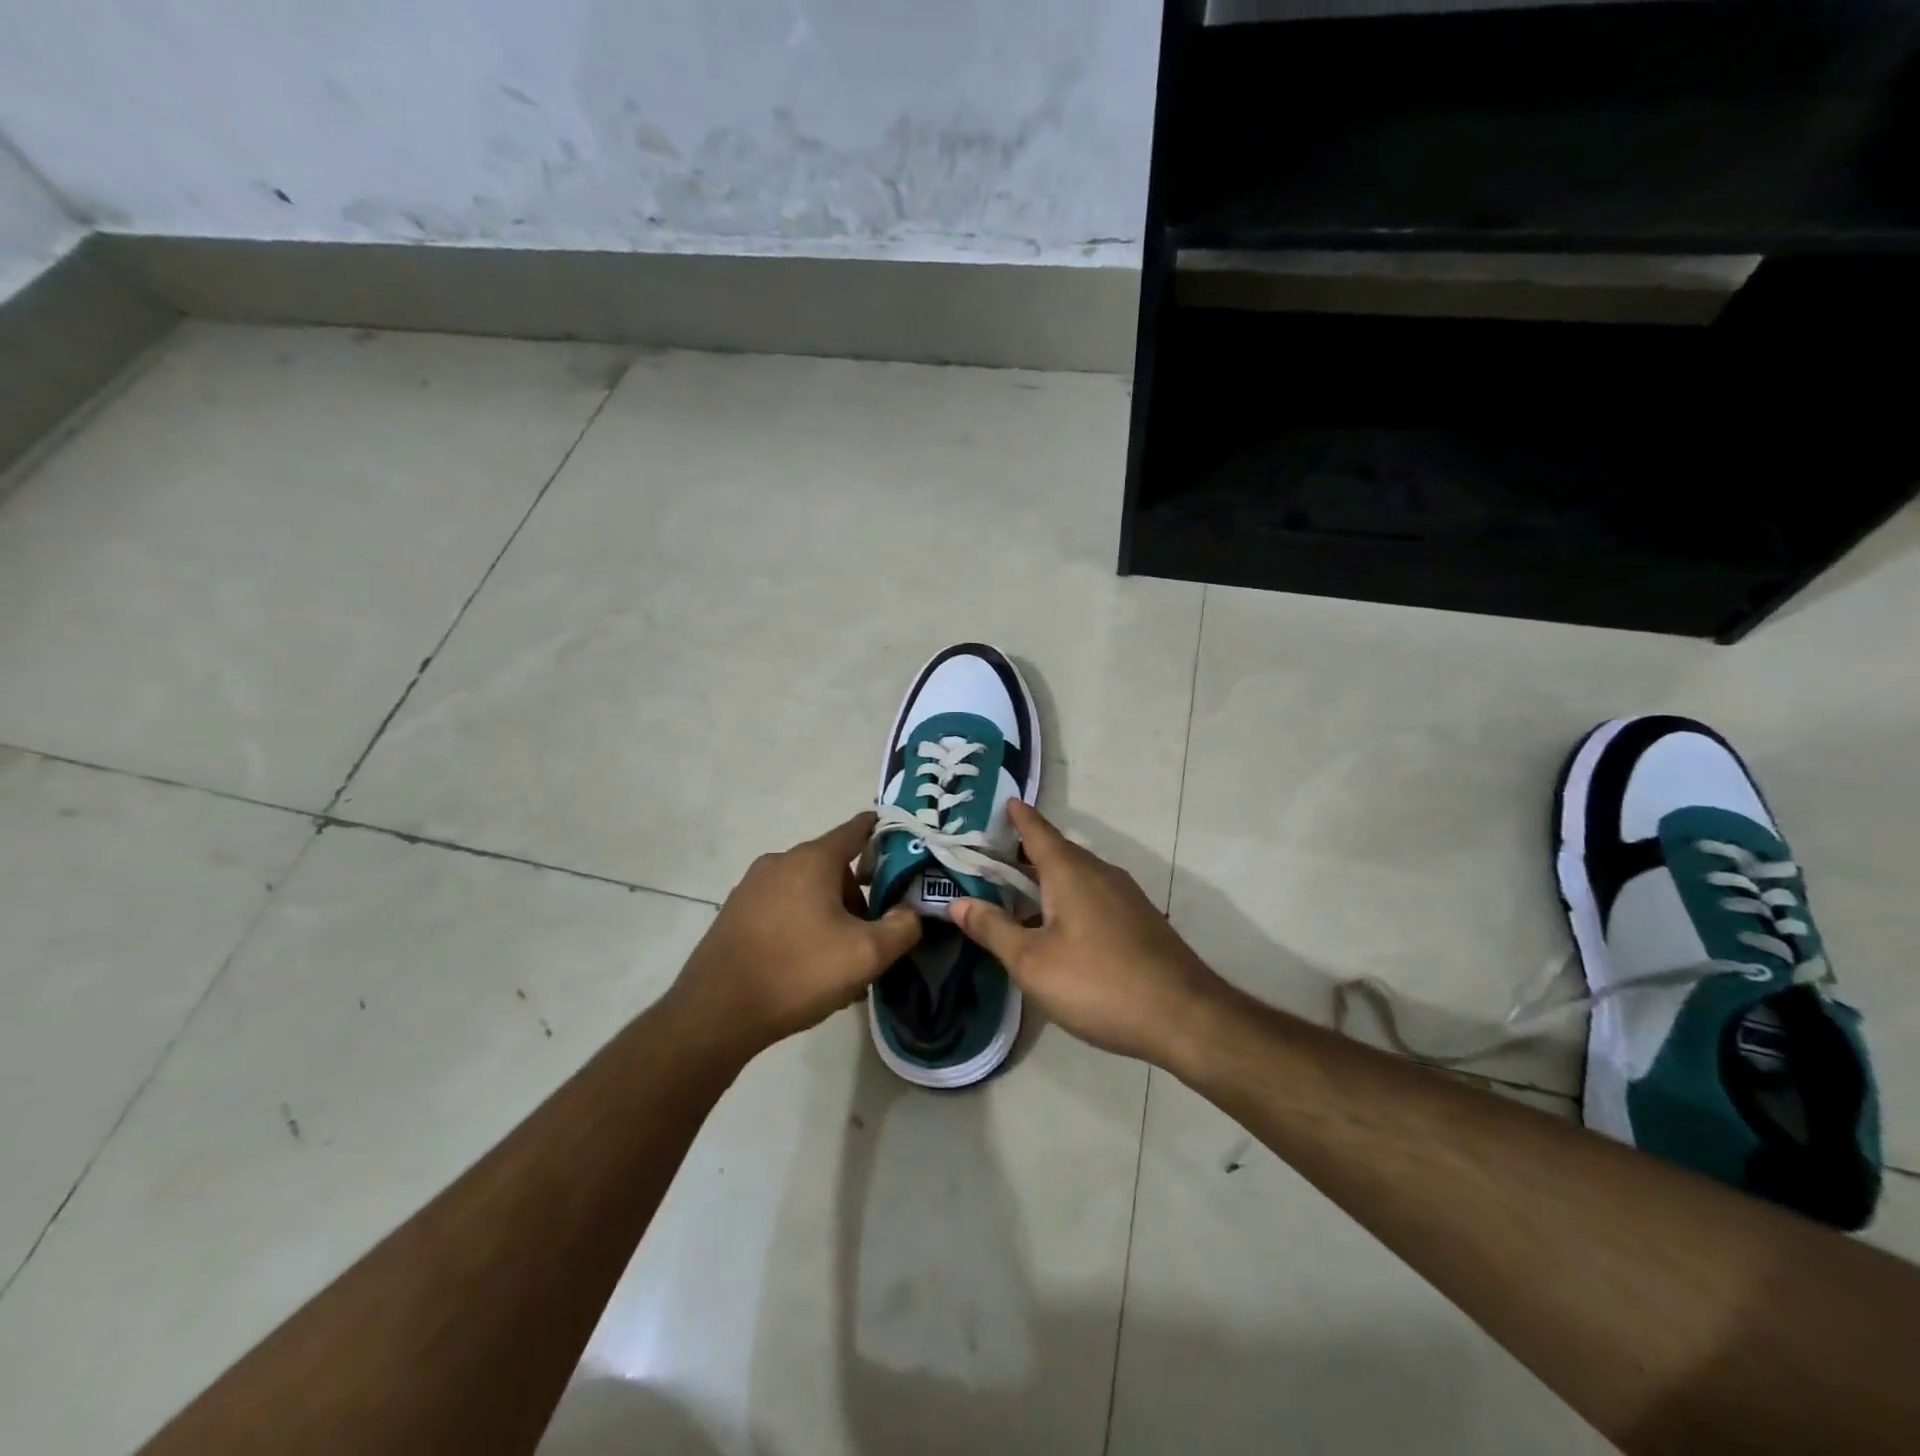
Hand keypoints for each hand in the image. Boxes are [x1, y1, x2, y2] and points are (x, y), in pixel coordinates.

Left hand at [667, 812, 920, 1059]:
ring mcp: (751, 887)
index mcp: (812, 860)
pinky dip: (801, 927)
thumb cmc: (798, 972)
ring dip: (829, 918)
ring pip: (807, 892)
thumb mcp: (866, 954)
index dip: (883, 833)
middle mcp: (780, 862)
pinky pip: (782, 910)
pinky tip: (806, 969)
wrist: (716, 1013)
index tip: (904, 845)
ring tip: (838, 964)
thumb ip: (902, 928)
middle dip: (856, 898)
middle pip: (833, 868)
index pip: (857, 829)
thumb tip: (912, 912)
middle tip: (869, 938)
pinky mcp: (735, 913)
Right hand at [948, 800, 1226, 1066]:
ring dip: (1045, 880)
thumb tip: (956, 902)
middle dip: (1024, 852)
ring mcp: (1124, 896)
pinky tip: (1056, 928)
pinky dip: (1067, 899)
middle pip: (1056, 852)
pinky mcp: (1138, 920)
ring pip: (1076, 876)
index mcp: (1070, 871)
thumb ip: (993, 928)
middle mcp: (1099, 872)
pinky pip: (1093, 896)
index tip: (1003, 802)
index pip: (1037, 831)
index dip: (1018, 817)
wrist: (1183, 1016)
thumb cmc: (1098, 983)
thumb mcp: (1032, 962)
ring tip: (1016, 893)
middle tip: (990, 857)